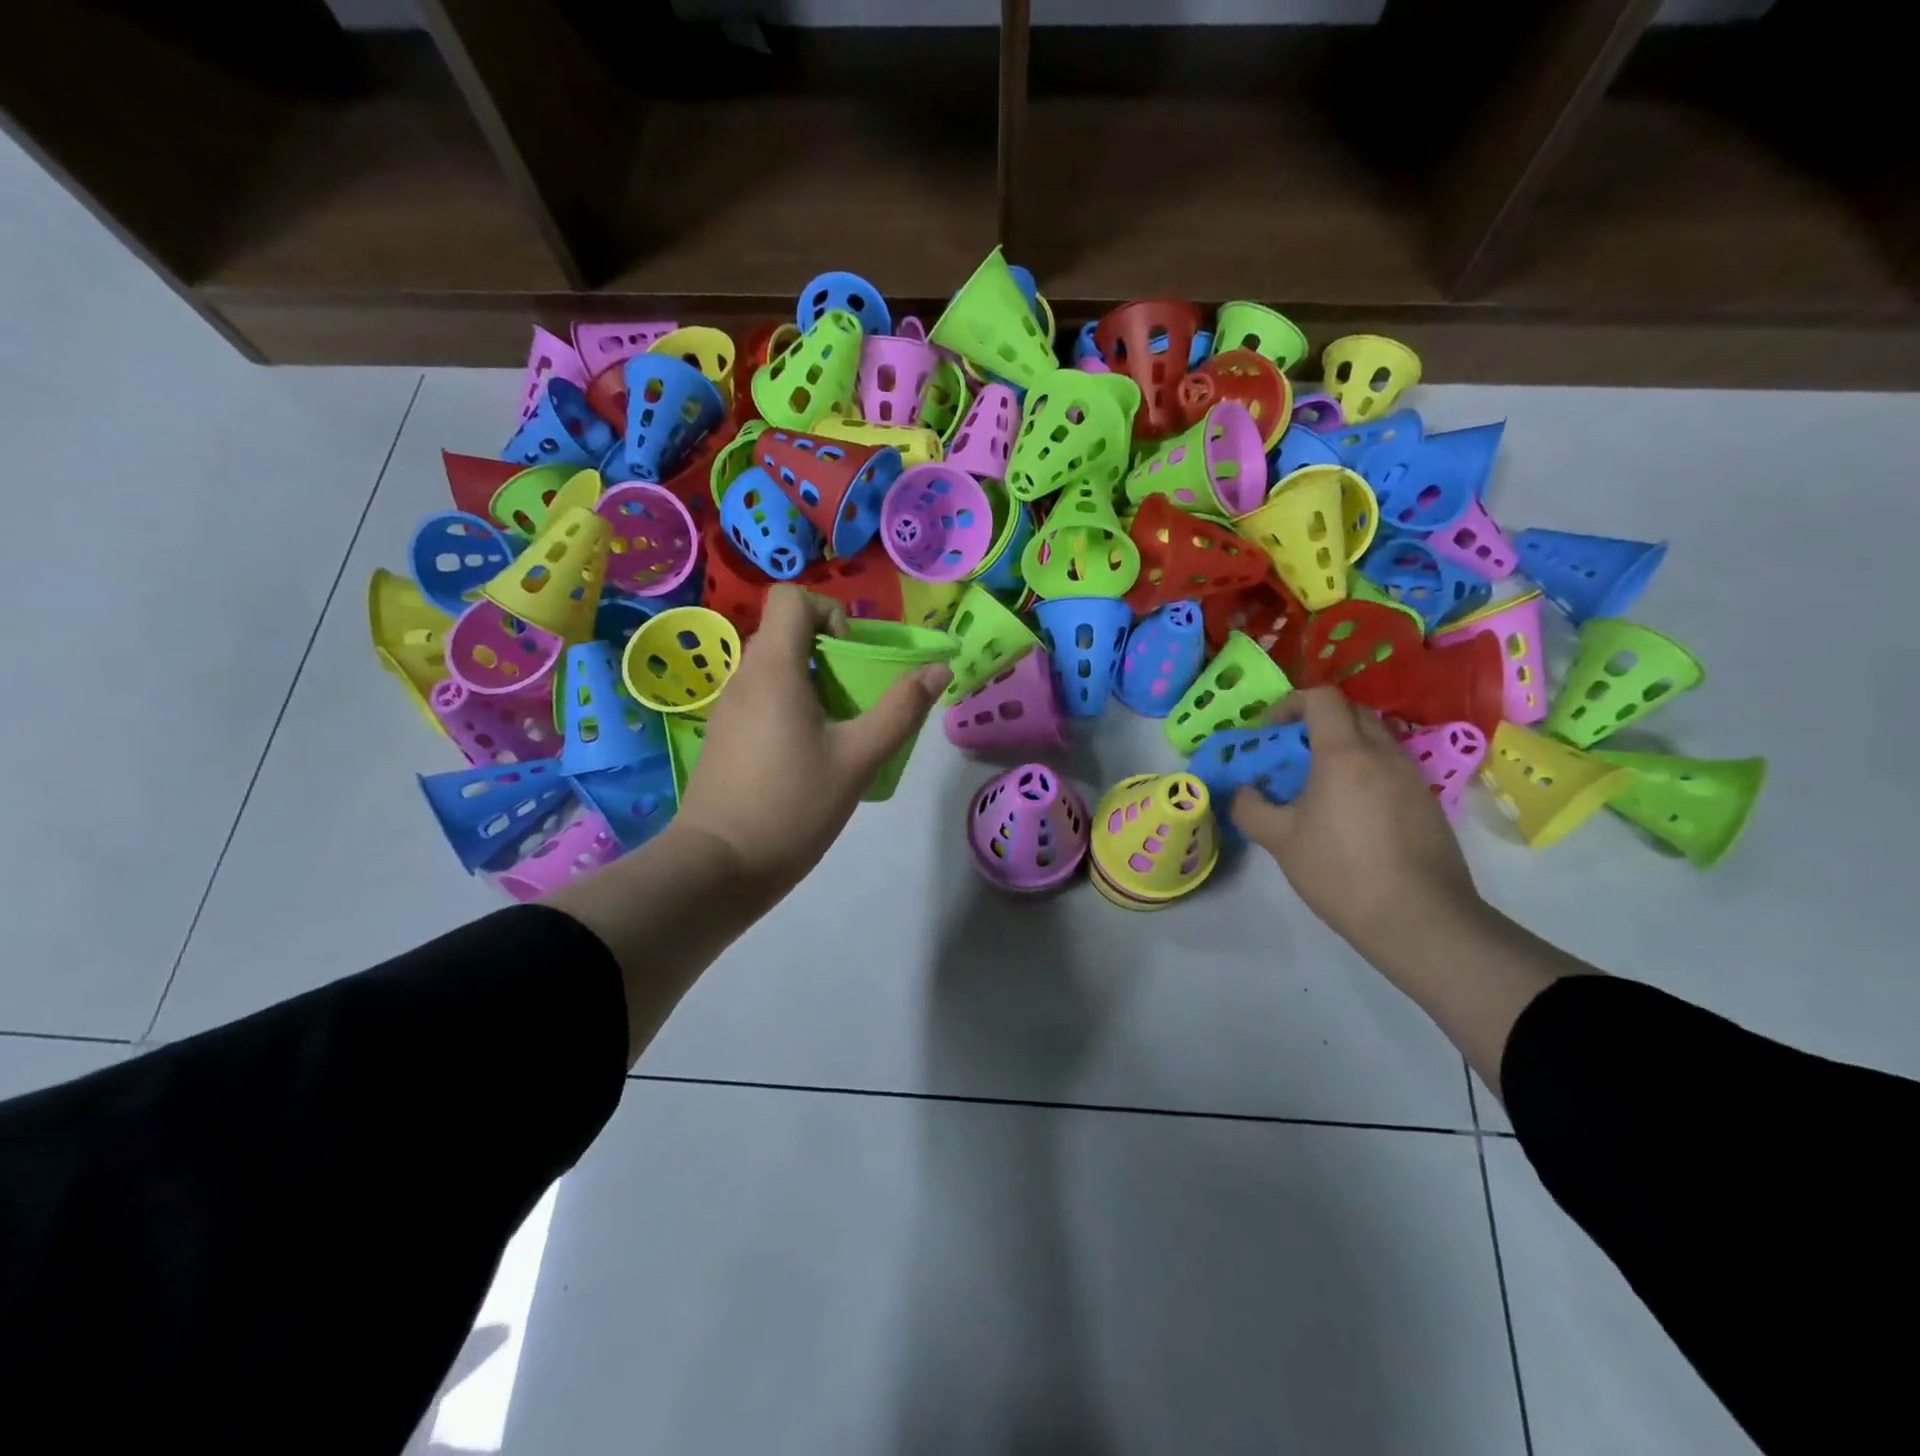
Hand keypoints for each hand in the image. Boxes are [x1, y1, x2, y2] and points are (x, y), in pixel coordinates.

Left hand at [674, 586, 950, 904]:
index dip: (829, 613)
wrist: (720, 866)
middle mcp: (744, 677)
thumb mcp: (858, 758)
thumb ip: (901, 709)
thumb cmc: (793, 805)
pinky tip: (808, 756)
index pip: (791, 598)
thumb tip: (937, 669)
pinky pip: (762, 699)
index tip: (851, 657)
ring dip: (813, 683)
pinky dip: (791, 707)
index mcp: (773, 669)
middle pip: (786, 633)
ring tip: (838, 730)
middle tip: (857, 698)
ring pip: (775, 669)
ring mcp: (728, 708)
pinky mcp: (723, 736)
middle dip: (829, 653)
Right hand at [1232, 688, 1481, 957]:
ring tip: (1319, 785)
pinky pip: (1391, 767)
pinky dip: (1366, 771)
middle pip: (1352, 712)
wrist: (1420, 919)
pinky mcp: (1428, 802)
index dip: (1290, 704)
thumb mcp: (1280, 841)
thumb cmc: (1341, 872)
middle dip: (1317, 722)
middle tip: (1292, 754)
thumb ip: (1250, 808)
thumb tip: (1242, 792)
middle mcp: (1384, 754)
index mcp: (1345, 754)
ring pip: (1375, 739)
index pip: (1322, 698)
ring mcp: (1412, 777)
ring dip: (1343, 747)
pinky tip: (1351, 813)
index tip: (1269, 732)